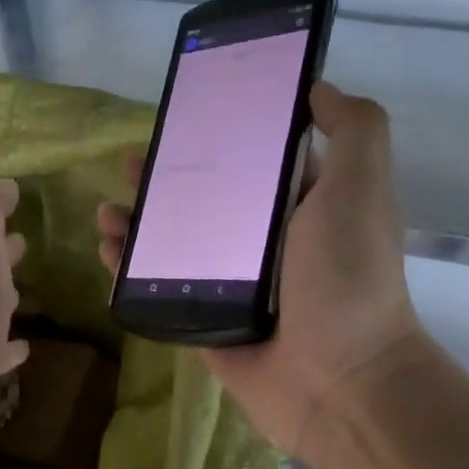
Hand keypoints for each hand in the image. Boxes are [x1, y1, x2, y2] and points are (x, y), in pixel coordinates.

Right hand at [99, 82, 422, 456]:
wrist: (340, 381)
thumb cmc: (348, 277)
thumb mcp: (361, 187)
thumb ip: (353, 129)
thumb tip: (316, 87)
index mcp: (301, 208)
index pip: (252, 161)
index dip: (220, 136)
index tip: (184, 114)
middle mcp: (265, 244)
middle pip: (204, 201)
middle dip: (166, 179)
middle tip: (130, 162)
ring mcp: (232, 286)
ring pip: (175, 245)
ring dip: (139, 223)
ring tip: (108, 209)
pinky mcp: (205, 324)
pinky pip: (161, 291)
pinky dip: (130, 272)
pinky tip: (108, 251)